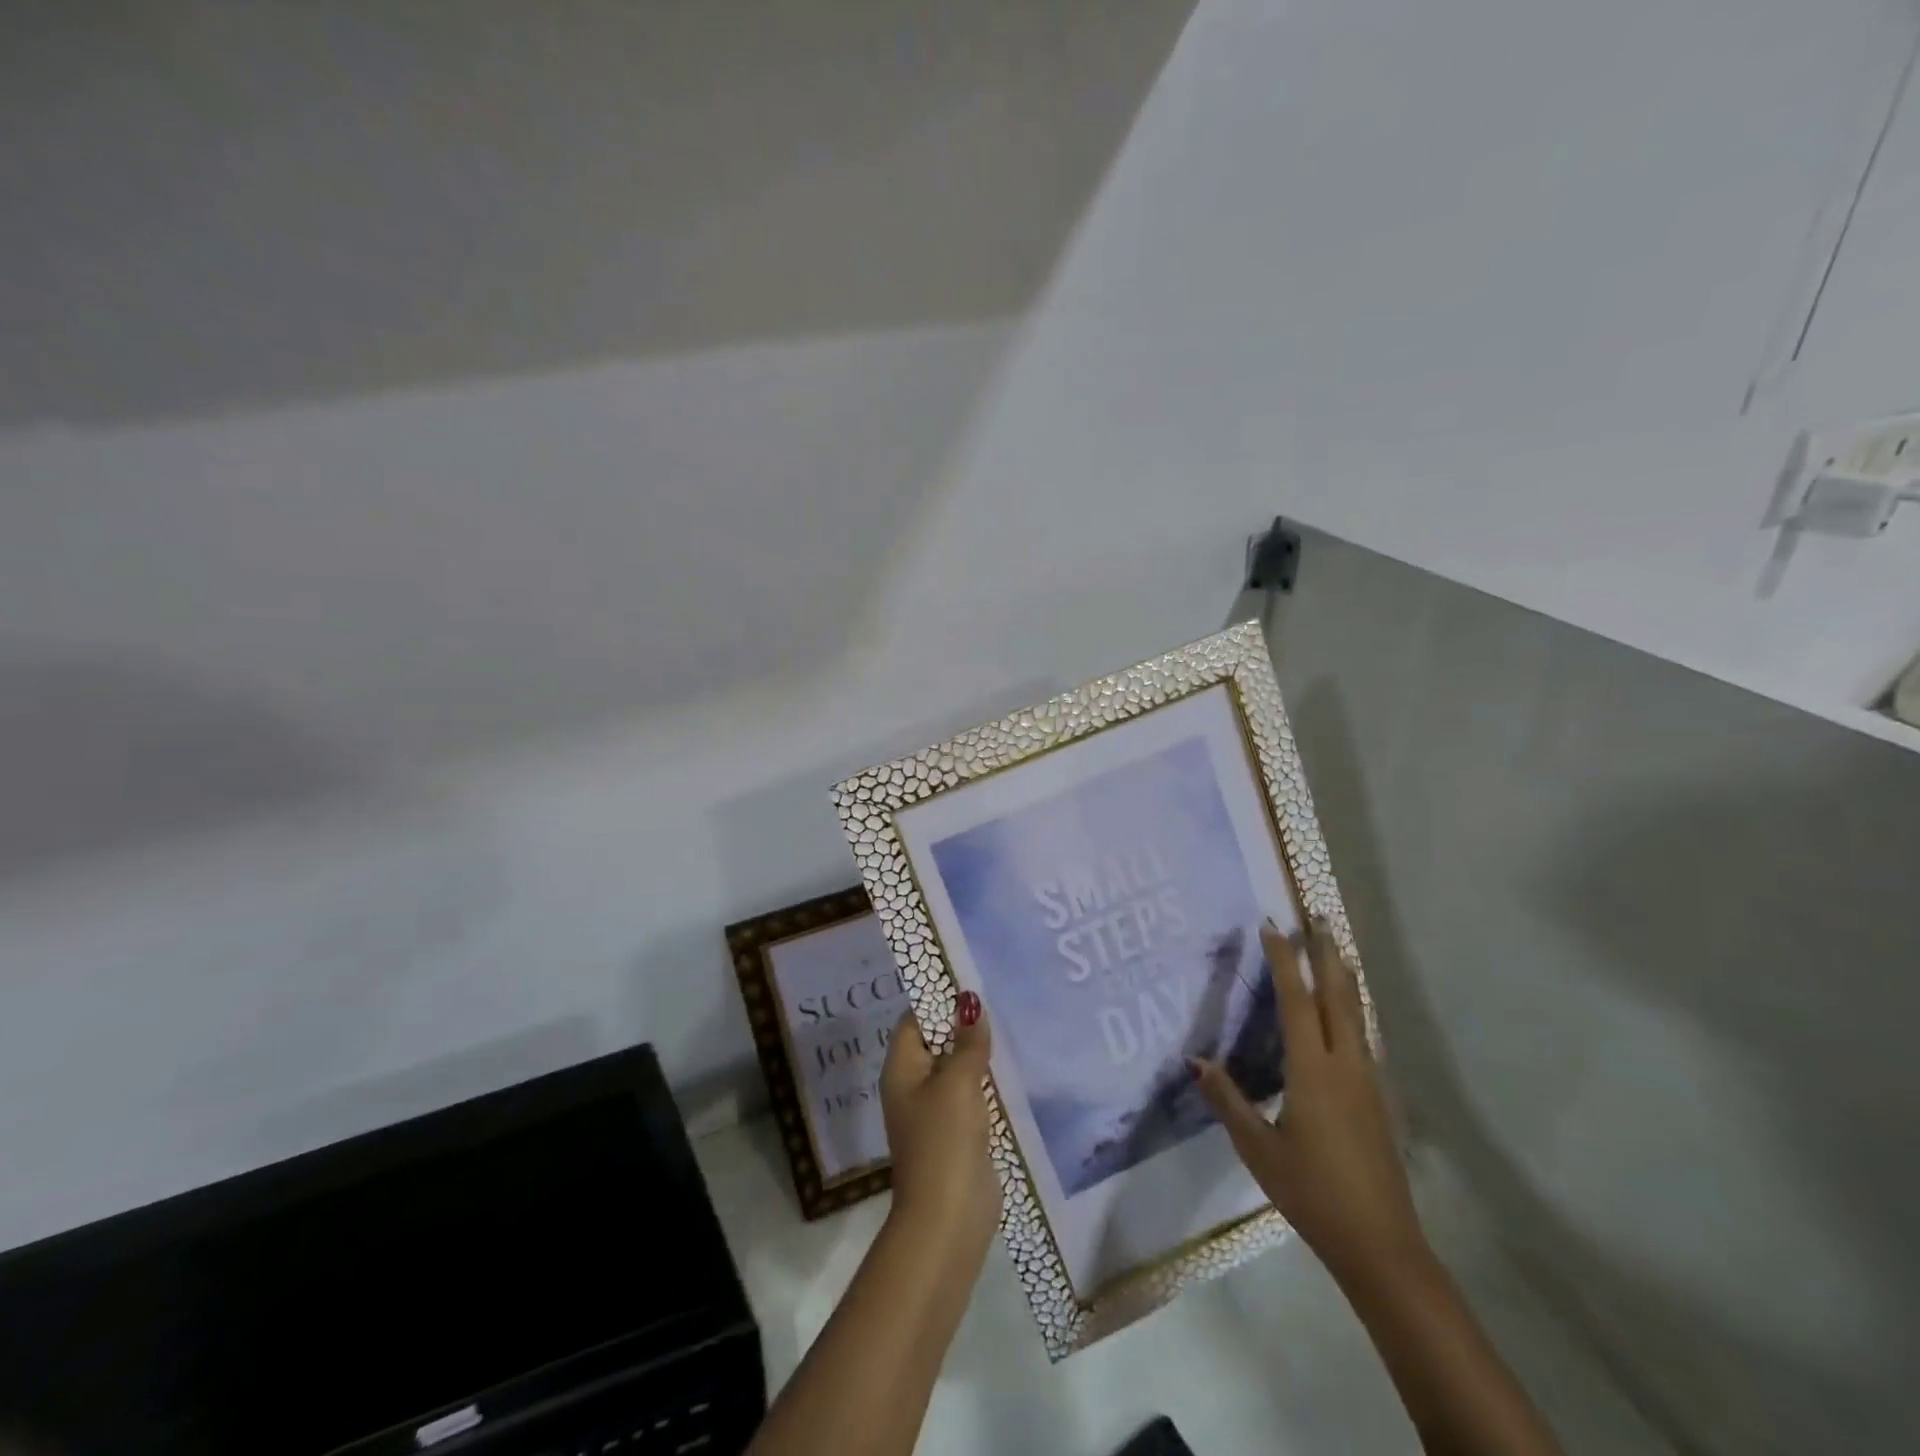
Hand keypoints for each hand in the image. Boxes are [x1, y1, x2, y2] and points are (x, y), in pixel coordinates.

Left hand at [878, 995, 1000, 1282]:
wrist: (949, 1217)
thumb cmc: (944, 1139)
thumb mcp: (958, 1082)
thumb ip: (967, 1042)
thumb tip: (970, 1004)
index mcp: (902, 1068)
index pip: (914, 1020)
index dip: (938, 1001)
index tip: (971, 984)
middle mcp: (914, 1085)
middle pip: (936, 1042)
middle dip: (963, 1025)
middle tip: (998, 1001)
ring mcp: (935, 1111)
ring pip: (956, 1069)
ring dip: (978, 1054)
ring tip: (1010, 1026)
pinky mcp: (958, 1132)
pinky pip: (970, 1095)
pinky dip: (987, 1082)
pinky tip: (1012, 1069)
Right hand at [1193, 919, 1425, 1289]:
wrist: (1382, 1245)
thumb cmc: (1312, 1192)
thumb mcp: (1258, 1149)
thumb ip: (1228, 1100)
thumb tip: (1195, 1059)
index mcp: (1314, 1071)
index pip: (1297, 1001)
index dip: (1284, 961)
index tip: (1272, 926)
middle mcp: (1346, 1065)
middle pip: (1339, 995)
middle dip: (1326, 954)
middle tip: (1318, 917)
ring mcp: (1368, 1081)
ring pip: (1357, 1013)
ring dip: (1343, 976)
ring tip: (1334, 949)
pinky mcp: (1378, 1098)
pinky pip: (1362, 1035)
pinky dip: (1352, 1007)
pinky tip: (1346, 1012)